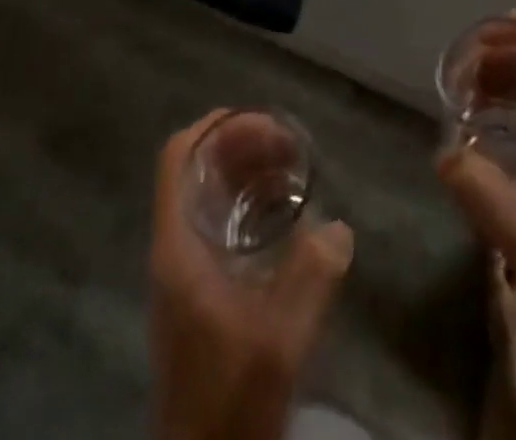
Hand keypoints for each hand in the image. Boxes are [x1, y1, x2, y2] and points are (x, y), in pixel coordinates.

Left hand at [151, 111, 354, 439]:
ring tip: (294, 170)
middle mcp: (176, 246)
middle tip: (291, 145)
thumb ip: (311, 278)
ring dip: (248, 173)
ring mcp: (185, 269)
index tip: (261, 120)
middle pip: (198, 169)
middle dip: (242, 145)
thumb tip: (339, 227)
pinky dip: (250, 203)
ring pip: (210, 195)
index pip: (178, 157)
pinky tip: (286, 215)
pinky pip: (221, 223)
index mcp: (178, 245)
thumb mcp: (279, 338)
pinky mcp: (200, 290)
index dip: (215, 126)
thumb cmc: (230, 395)